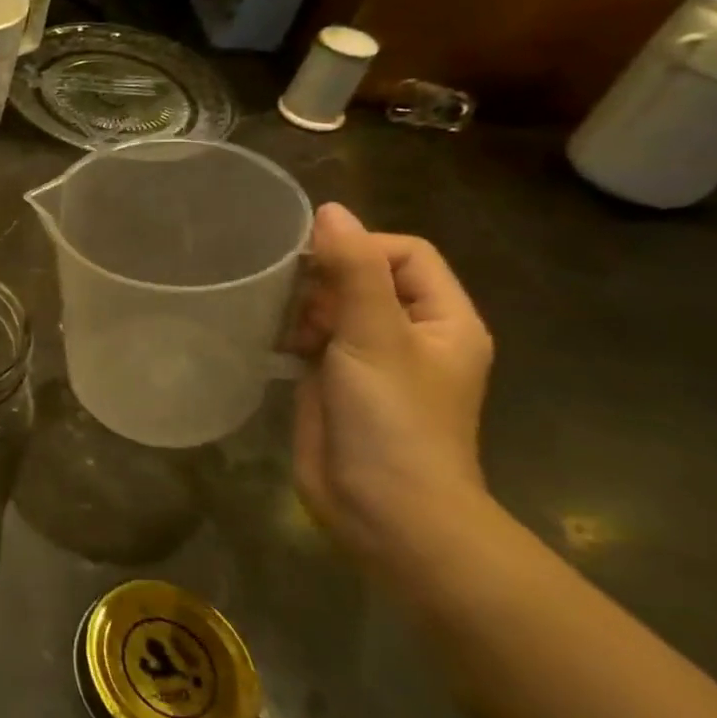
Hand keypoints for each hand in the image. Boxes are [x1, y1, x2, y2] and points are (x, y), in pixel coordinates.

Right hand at [290, 204, 494, 577]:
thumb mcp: (375, 335)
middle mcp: (410, 335)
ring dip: (304, 309)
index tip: (315, 266)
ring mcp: (371, 362)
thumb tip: (329, 209)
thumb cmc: (393, 418)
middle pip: (365, 277)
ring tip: (288, 333)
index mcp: (443, 320)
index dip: (361, 248)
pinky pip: (312, 340)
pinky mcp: (335, 384)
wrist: (383, 508)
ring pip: (332, 308)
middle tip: (300, 307)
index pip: (406, 254)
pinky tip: (273, 346)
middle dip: (325, 281)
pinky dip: (291, 335)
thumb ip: (353, 270)